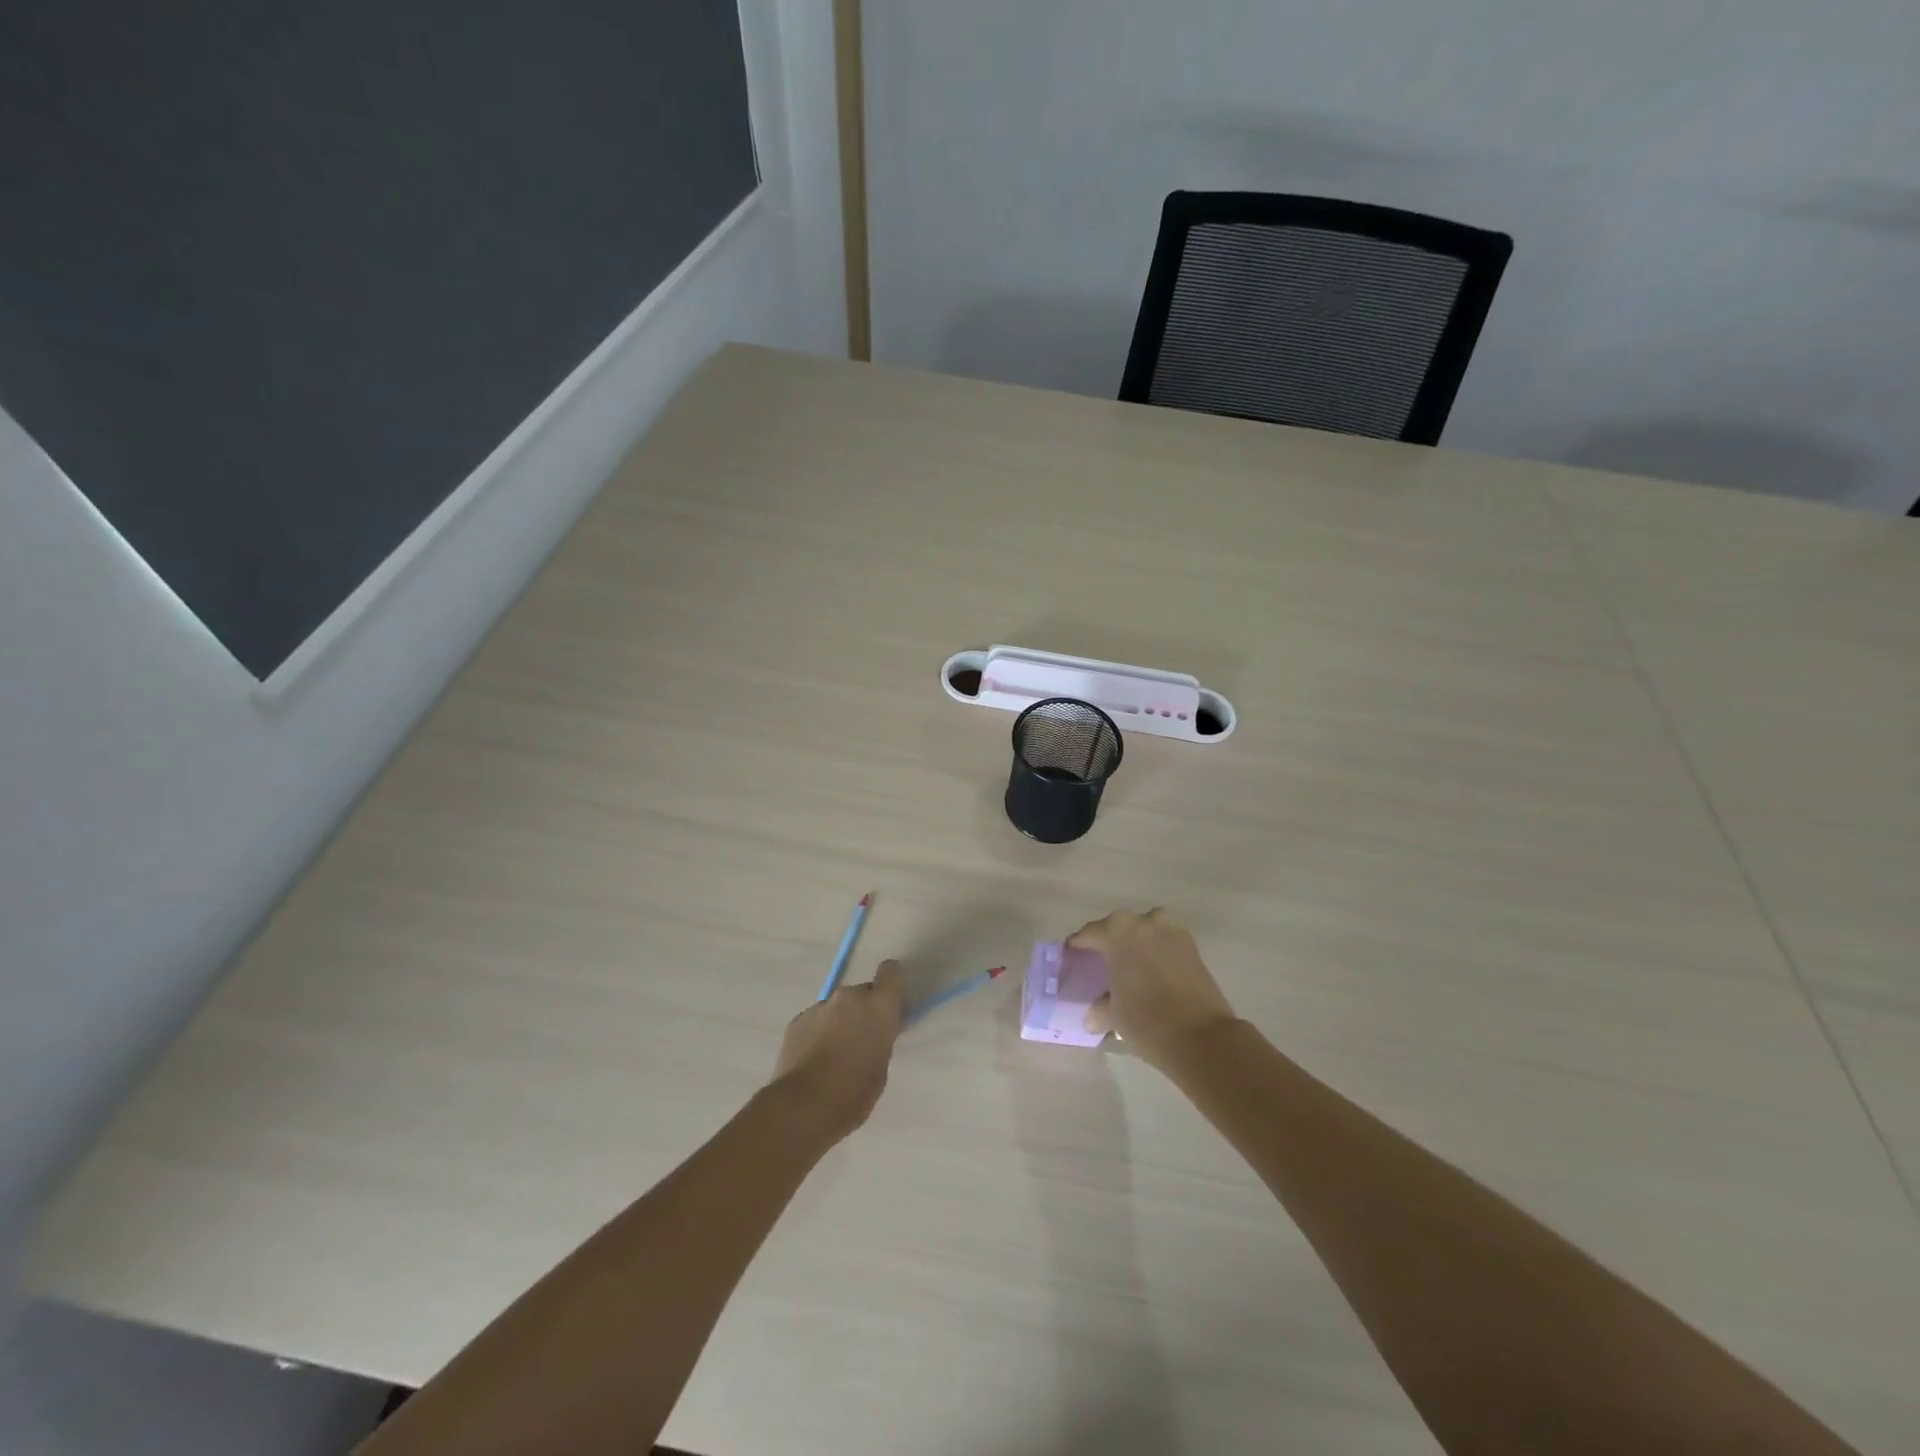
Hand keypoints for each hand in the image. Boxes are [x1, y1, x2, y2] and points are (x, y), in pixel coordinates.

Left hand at [769, 961, 905, 1141]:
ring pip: (836, 1008)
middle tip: (860, 1041)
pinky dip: (818, 1033)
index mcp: (878, 1006)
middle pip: (862, 993)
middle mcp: (849, 997)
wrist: (803, 1106)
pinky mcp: (797, 1020)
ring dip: (839, 1023)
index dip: (891, 985)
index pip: (891, 972)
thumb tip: (875, 1031)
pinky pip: (815, 1020)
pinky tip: (813, 1061)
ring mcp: (820, 1006)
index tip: (889, 1005)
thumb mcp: (881, 1065)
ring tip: (832, 1056)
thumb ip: (881, 1038)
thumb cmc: (854, 1092)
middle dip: (863, 1011)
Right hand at [1068, 909, 1238, 1072]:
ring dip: (1135, 944)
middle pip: (1118, 928)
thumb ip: (1099, 1008)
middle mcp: (1144, 922)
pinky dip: (1155, 953)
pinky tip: (1150, 973)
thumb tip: (1092, 1015)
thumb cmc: (1146, 1020)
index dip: (1077, 946)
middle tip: (1098, 963)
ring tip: (1128, 966)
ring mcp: (1172, 932)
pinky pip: (1165, 943)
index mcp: (1117, 931)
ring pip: (1145, 931)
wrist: (1202, 1037)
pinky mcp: (1193, 948)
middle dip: (1108, 943)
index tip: (1069, 957)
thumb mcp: (1113, 1015)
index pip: (1089, 934)